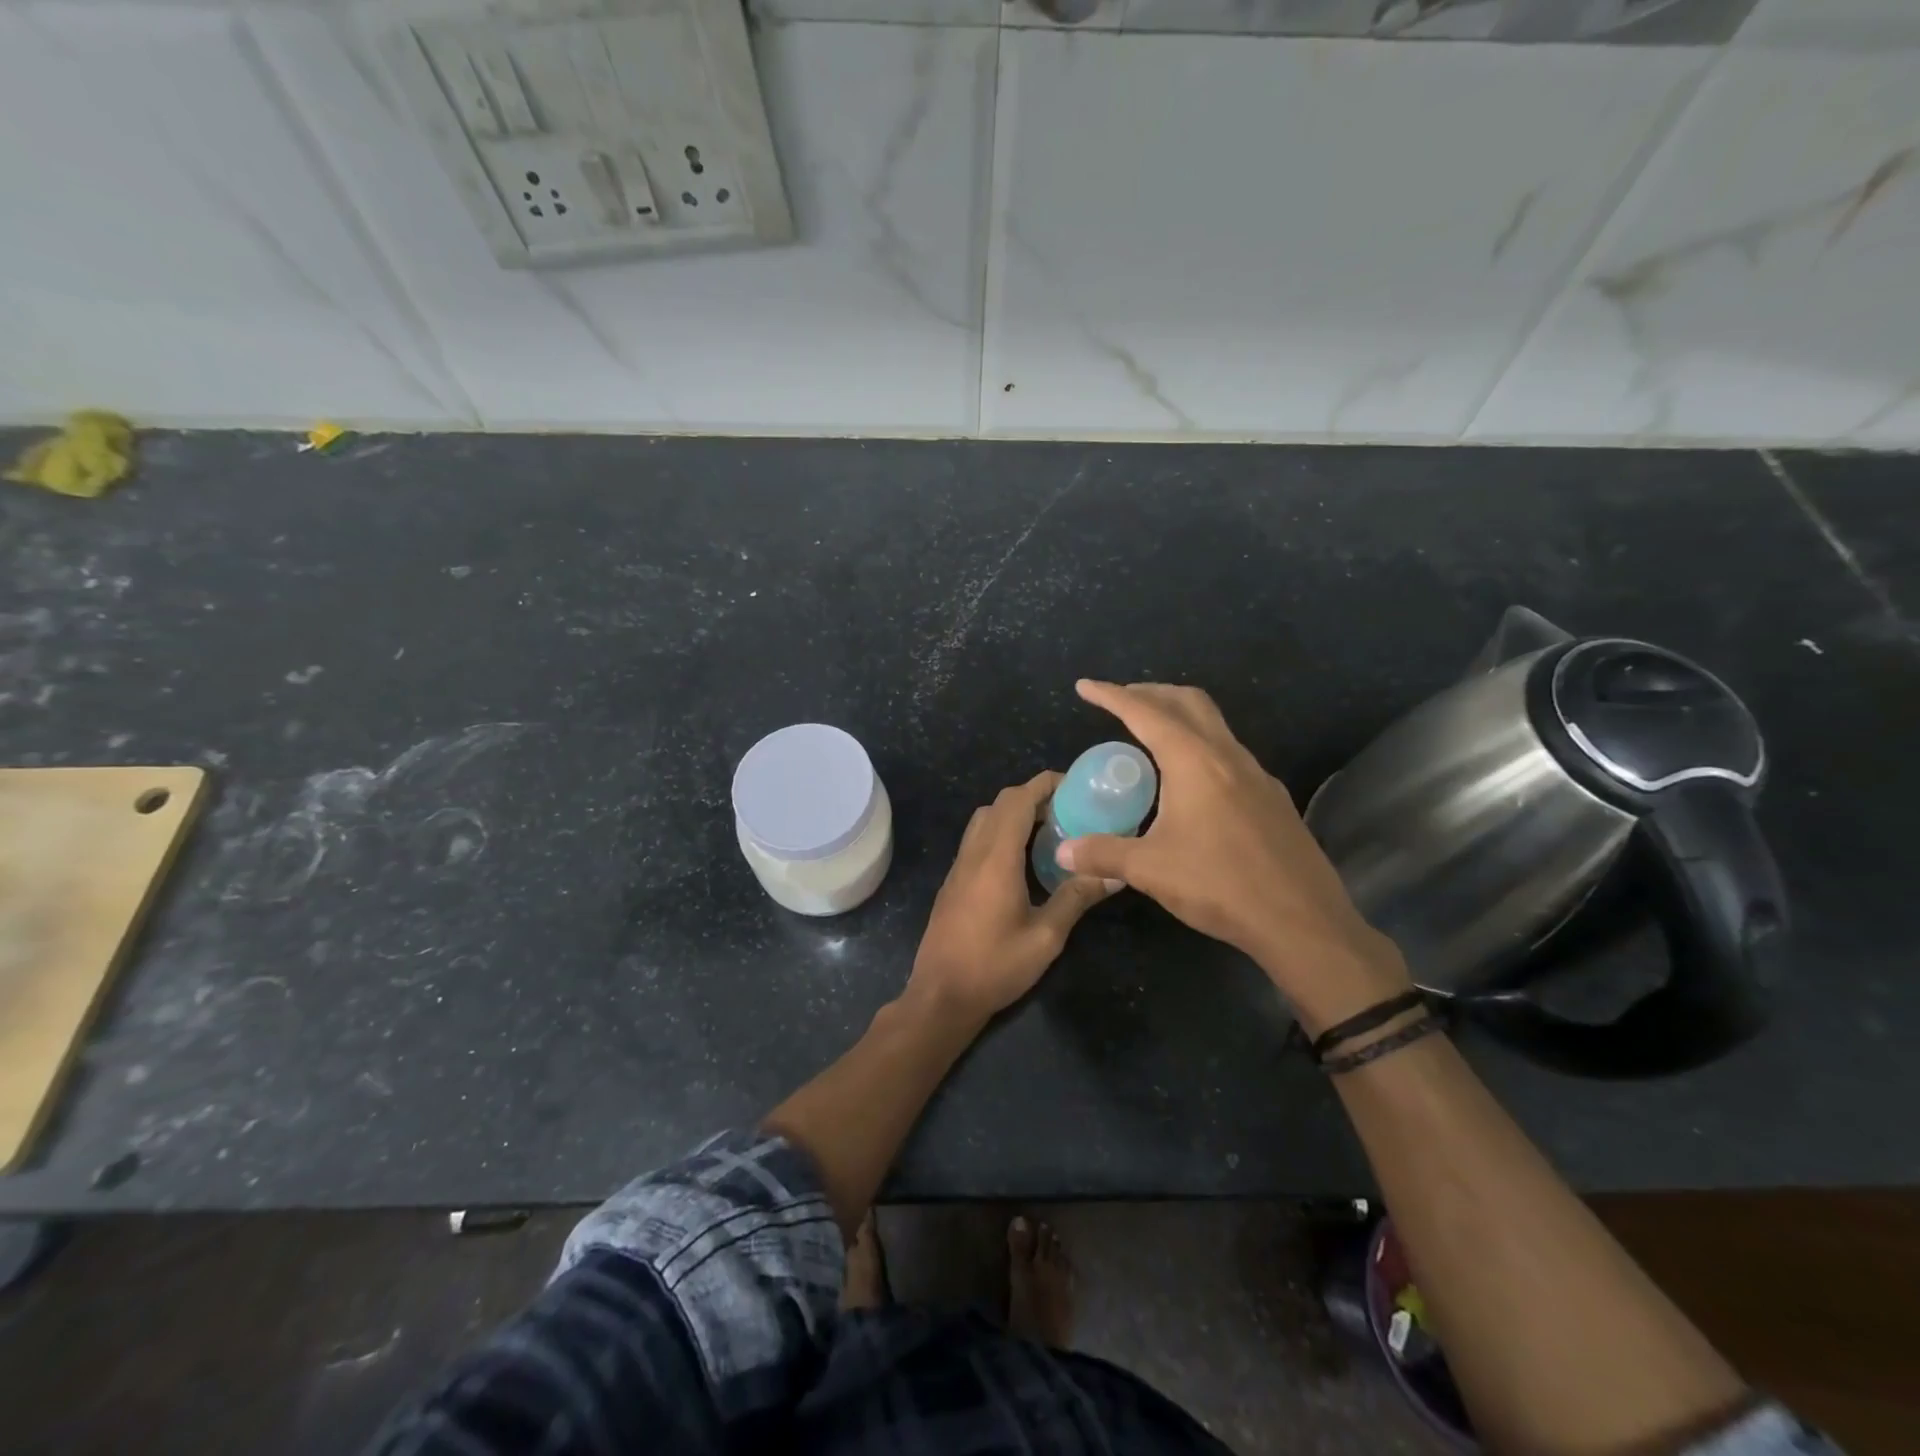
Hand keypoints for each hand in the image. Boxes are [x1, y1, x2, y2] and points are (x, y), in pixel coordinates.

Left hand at [908, 771, 1115, 1018]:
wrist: (941, 995)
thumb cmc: (995, 966)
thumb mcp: (1046, 938)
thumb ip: (1076, 899)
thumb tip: (1113, 874)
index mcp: (996, 859)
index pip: (1017, 801)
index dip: (1044, 784)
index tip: (1074, 785)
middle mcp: (974, 853)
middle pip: (999, 804)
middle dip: (1032, 796)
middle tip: (1068, 810)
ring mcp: (959, 866)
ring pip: (984, 819)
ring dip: (1014, 813)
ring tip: (1049, 831)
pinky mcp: (954, 881)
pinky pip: (977, 839)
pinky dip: (1001, 831)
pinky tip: (1023, 859)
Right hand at [1055, 680, 1411, 1032]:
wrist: (1302, 922)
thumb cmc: (1220, 886)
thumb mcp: (1150, 870)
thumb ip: (1103, 854)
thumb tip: (1063, 851)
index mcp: (1195, 762)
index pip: (1146, 713)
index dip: (1111, 696)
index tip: (1085, 686)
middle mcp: (1228, 756)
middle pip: (1188, 702)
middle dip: (1151, 693)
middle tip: (1120, 701)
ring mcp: (1256, 775)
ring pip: (1214, 725)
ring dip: (1179, 717)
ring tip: (1150, 737)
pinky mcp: (1272, 798)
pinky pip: (1229, 753)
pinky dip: (1201, 746)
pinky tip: (1190, 782)